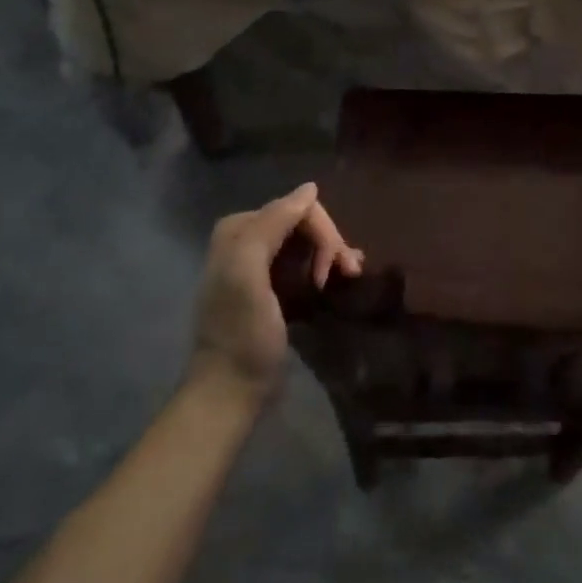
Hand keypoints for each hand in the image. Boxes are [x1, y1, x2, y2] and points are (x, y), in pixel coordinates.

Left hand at [188, 182, 362, 404]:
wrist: (230, 393)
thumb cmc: (241, 333)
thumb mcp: (248, 273)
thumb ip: (272, 224)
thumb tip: (310, 189)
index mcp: (239, 229)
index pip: (296, 208)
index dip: (321, 232)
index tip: (329, 270)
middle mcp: (248, 239)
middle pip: (304, 223)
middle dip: (329, 244)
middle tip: (346, 274)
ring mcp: (261, 264)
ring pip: (308, 242)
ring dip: (333, 254)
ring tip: (351, 275)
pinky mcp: (274, 288)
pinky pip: (306, 261)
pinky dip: (327, 265)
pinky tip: (343, 276)